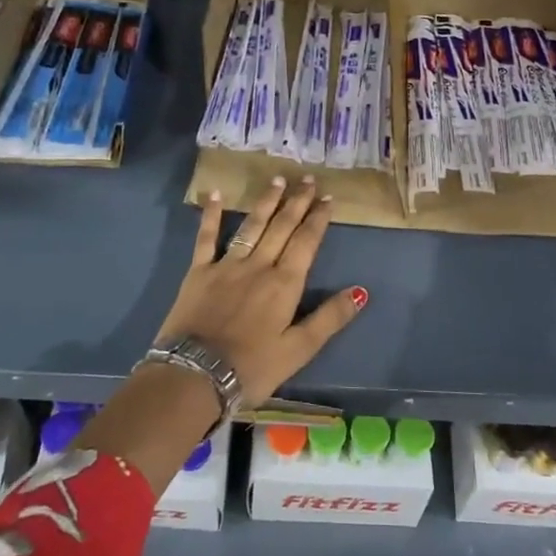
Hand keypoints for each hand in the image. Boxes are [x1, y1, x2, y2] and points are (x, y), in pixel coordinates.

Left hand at [157, 177, 367, 406]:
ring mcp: (226, 265)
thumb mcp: (299, 350)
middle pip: (281, 227)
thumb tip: (361, 291)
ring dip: (266, 202)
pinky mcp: (199, 272)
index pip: (306, 243)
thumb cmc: (251, 368)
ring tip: (278, 180)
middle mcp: (258, 266)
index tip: (328, 198)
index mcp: (284, 284)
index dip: (318, 219)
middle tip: (309, 179)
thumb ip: (329, 318)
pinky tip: (213, 193)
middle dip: (297, 202)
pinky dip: (210, 214)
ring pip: (251, 226)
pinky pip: (206, 237)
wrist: (195, 375)